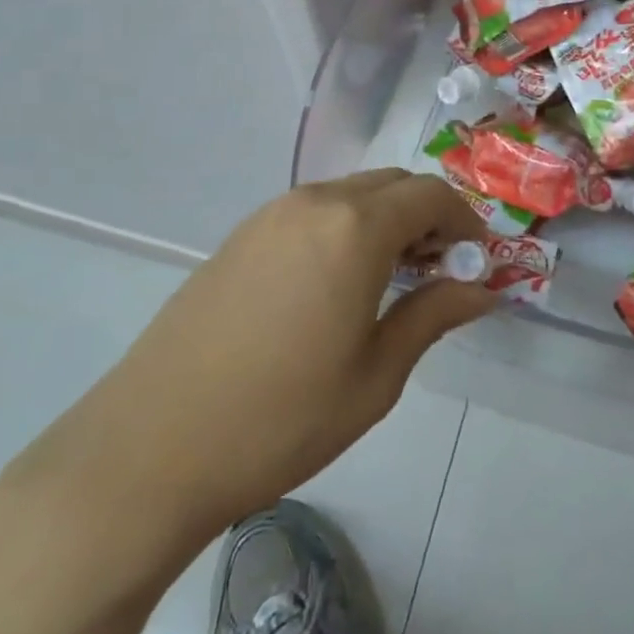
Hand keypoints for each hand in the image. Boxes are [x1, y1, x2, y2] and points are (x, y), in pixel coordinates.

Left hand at [5, 171, 493, 580]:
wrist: (150, 448)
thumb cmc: (281, 418)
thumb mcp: (375, 376)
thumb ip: (433, 315)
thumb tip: (482, 288)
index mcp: (355, 227)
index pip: (431, 196)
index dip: (464, 221)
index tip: (477, 260)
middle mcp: (315, 202)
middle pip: (392, 184)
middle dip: (428, 216)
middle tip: (439, 270)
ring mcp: (271, 214)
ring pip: (351, 194)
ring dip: (386, 220)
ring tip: (392, 279)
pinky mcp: (241, 235)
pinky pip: (313, 211)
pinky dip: (345, 227)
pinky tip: (337, 282)